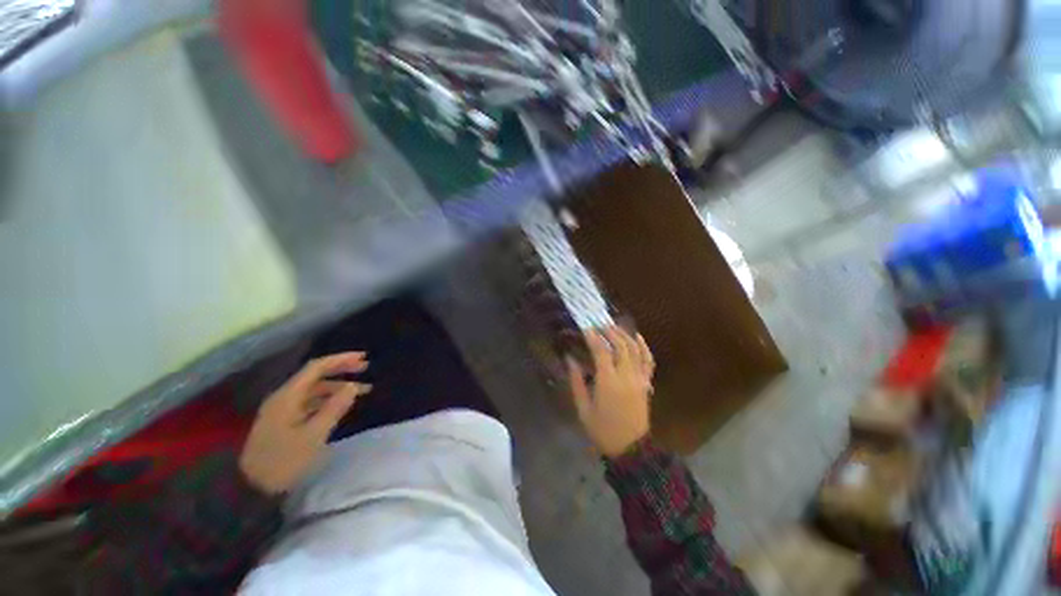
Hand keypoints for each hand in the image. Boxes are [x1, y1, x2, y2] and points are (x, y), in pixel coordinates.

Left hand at [239, 352, 370, 494]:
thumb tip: (352, 386)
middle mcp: (284, 397)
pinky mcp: (284, 422)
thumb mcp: (313, 436)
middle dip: (341, 369)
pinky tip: (341, 405)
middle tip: (365, 368)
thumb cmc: (284, 461)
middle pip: (315, 375)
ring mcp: (283, 410)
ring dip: (338, 386)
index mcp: (288, 396)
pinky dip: (329, 399)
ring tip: (362, 390)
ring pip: (315, 390)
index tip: (364, 357)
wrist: (251, 490)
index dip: (341, 359)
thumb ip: (334, 408)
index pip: (317, 367)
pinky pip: (310, 402)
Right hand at [568, 327, 654, 458]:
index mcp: (608, 382)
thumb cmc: (602, 429)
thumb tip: (570, 358)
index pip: (601, 351)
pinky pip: (648, 360)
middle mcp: (626, 375)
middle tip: (598, 323)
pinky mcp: (646, 383)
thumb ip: (576, 381)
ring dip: (624, 334)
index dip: (593, 336)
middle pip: (620, 344)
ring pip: (635, 349)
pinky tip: (637, 337)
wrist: (631, 449)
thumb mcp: (583, 407)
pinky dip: (643, 346)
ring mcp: (639, 378)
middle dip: (609, 330)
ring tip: (613, 326)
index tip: (585, 327)